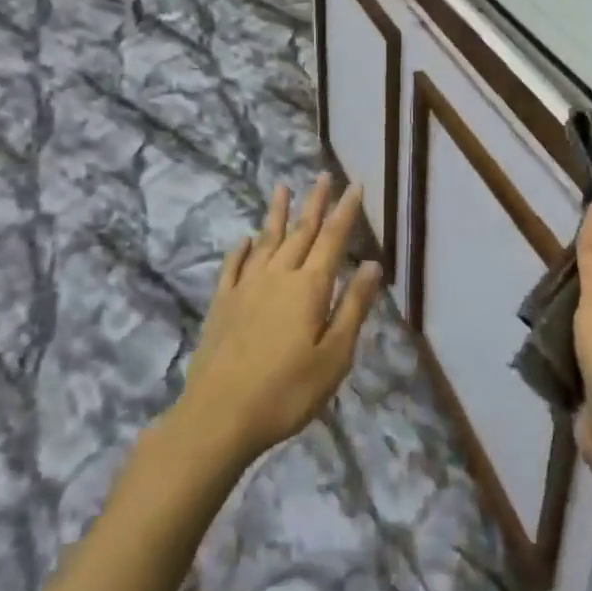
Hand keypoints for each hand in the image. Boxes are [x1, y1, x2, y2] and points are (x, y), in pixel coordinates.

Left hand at [174, 175, 384, 467]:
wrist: (219, 415)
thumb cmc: (287, 391)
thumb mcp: (334, 356)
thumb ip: (353, 307)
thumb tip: (372, 265)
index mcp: (309, 287)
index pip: (332, 239)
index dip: (345, 211)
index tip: (355, 185)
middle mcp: (278, 275)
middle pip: (301, 232)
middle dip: (315, 202)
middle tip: (323, 175)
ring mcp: (245, 287)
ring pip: (266, 241)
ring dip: (277, 214)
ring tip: (282, 188)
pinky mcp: (222, 303)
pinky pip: (233, 266)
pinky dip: (241, 249)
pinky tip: (244, 240)